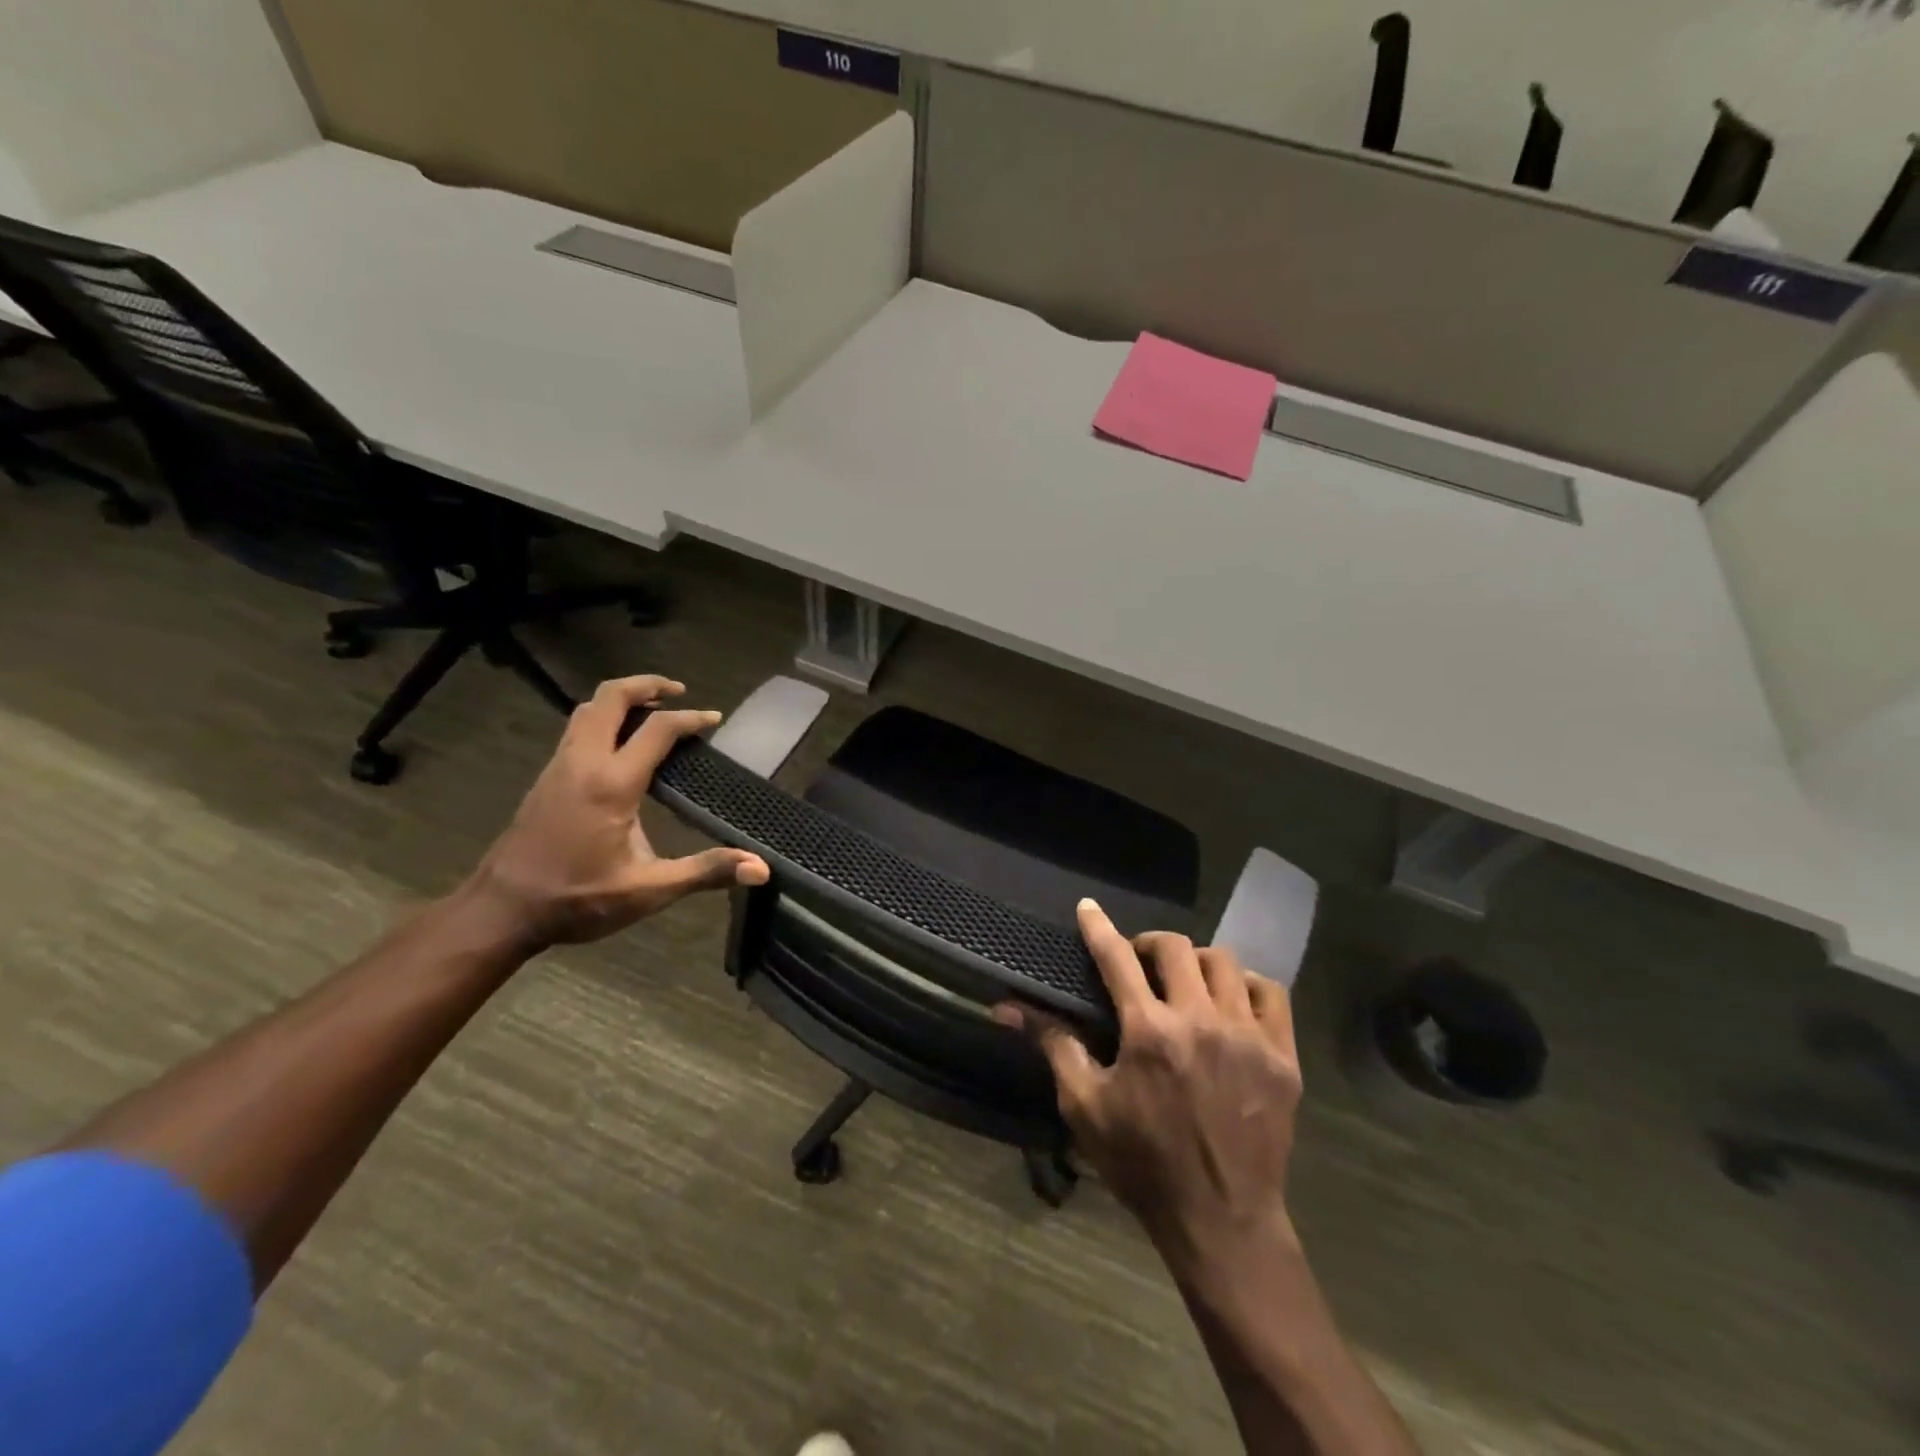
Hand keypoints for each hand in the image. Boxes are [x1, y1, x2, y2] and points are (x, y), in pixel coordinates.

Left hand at [466, 675, 768, 949]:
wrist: (501, 911)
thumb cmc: (576, 900)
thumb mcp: (648, 890)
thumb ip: (704, 872)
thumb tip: (760, 869)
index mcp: (612, 784)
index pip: (657, 729)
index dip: (691, 719)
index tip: (715, 719)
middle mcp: (583, 763)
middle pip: (611, 698)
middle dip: (647, 685)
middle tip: (679, 691)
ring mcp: (559, 767)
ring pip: (588, 709)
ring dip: (621, 699)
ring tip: (652, 710)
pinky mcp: (546, 778)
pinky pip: (577, 729)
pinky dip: (604, 719)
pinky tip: (620, 745)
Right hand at [998, 899, 1302, 1268]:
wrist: (1222, 1221)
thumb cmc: (1143, 1164)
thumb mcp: (1085, 1106)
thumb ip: (1053, 1045)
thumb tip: (1007, 1007)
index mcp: (1149, 1032)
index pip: (1116, 957)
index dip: (1098, 927)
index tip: (1088, 907)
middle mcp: (1200, 1021)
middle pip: (1174, 947)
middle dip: (1149, 943)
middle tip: (1138, 961)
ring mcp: (1248, 1036)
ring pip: (1223, 962)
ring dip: (1196, 962)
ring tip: (1184, 981)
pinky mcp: (1283, 1056)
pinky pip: (1270, 992)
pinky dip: (1247, 985)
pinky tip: (1231, 1002)